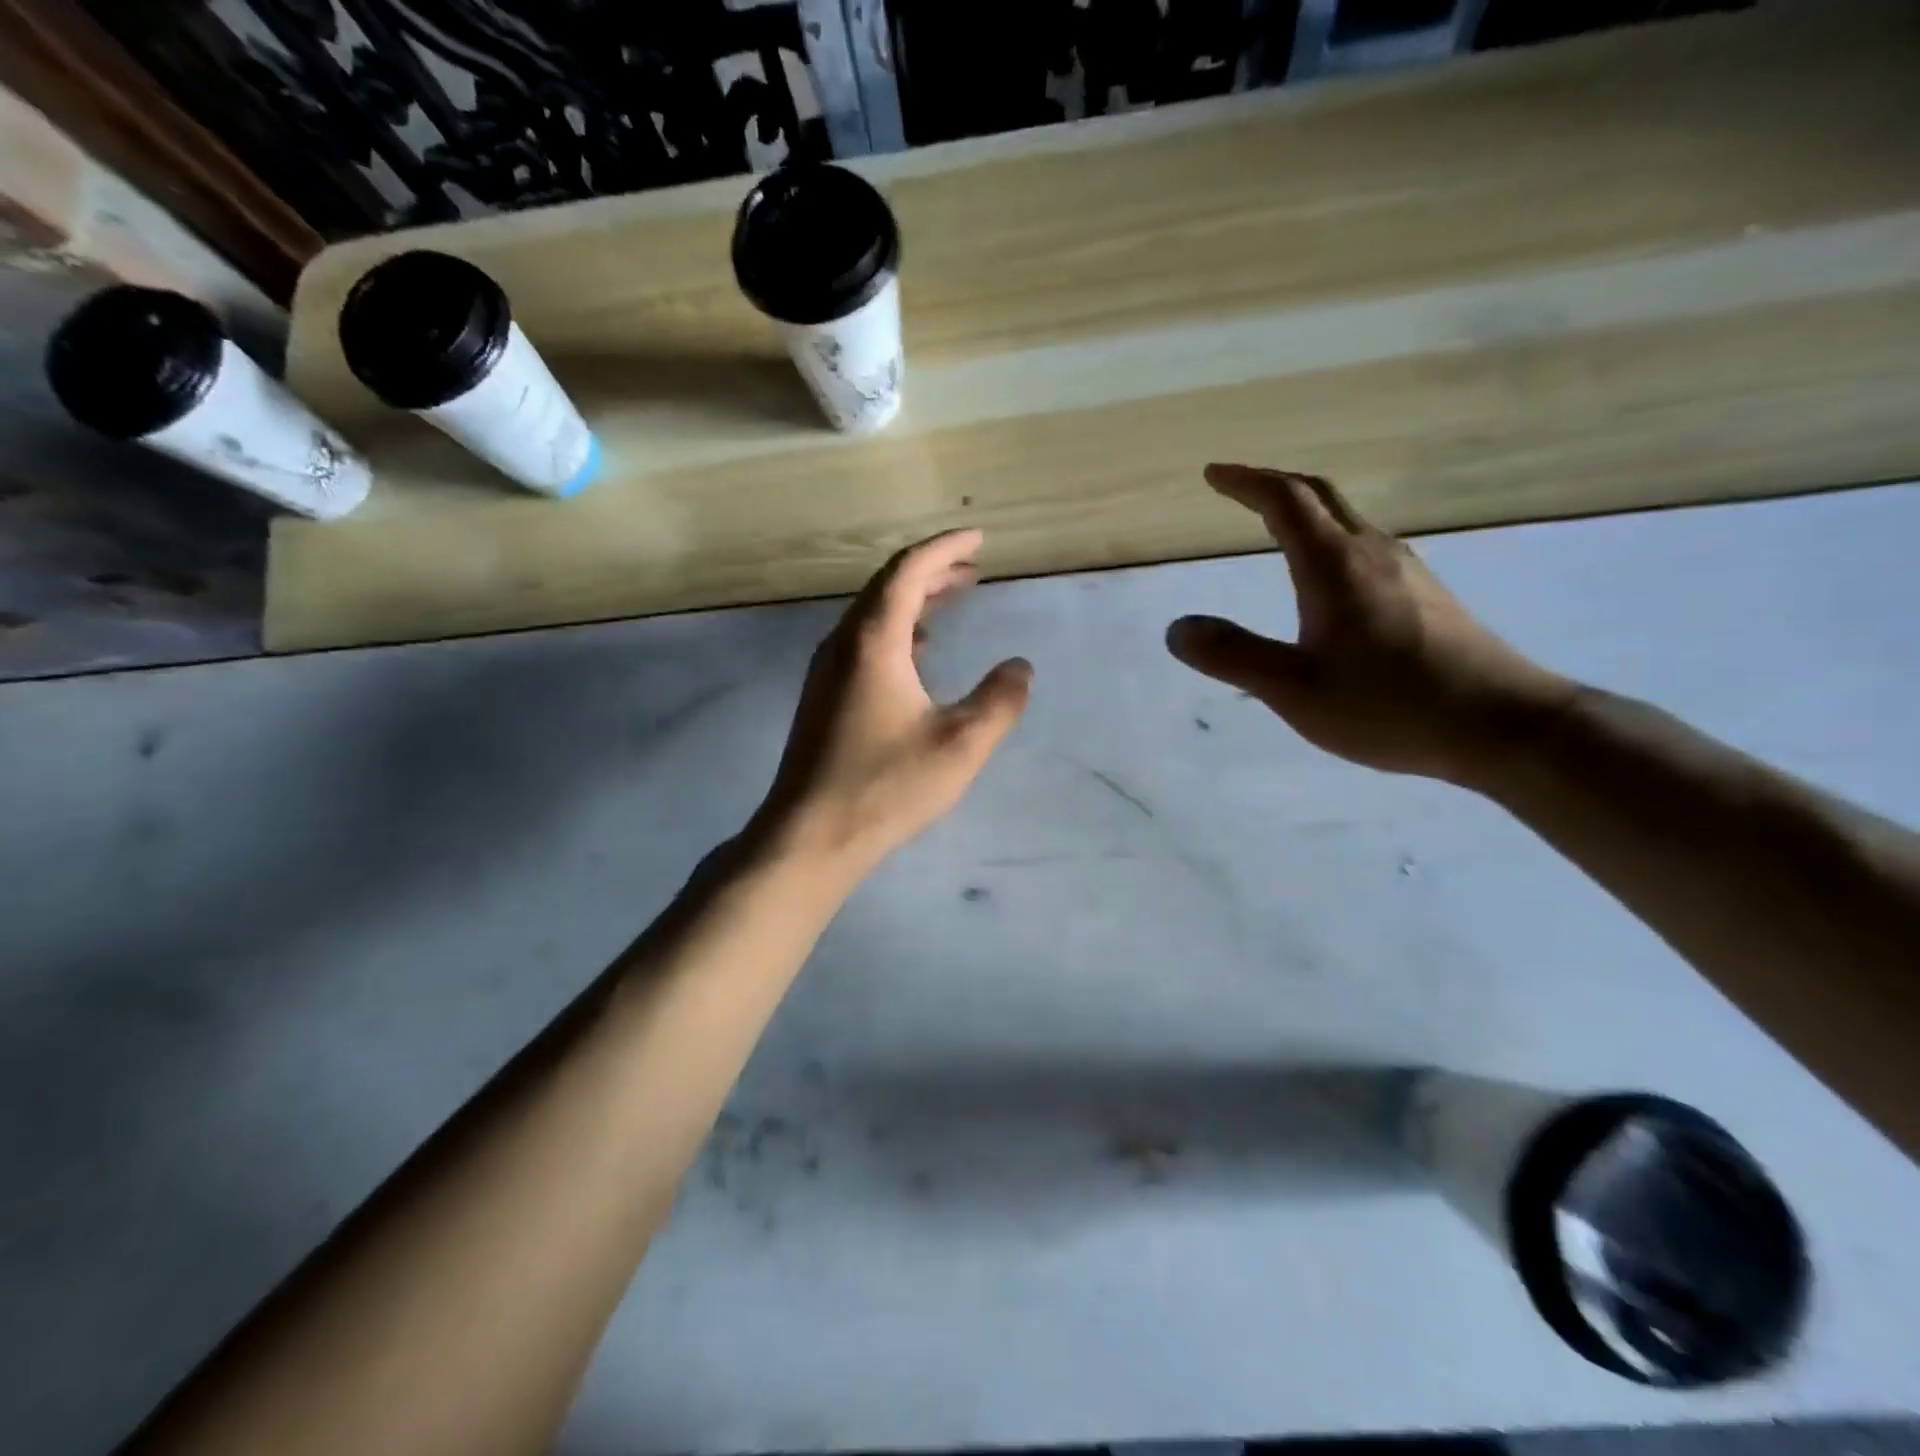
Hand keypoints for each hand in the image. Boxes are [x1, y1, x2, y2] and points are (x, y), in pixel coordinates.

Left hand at [754, 529, 1032, 875]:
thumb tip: (1020, 667)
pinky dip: (897, 632)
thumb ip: (999, 701)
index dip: (945, 549)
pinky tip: (918, 655)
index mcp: (873, 641)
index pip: (908, 571)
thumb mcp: (960, 744)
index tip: (978, 539)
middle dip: (932, 572)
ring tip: (952, 601)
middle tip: (972, 570)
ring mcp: (827, 671)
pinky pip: (863, 643)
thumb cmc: (886, 785)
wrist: (810, 835)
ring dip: (914, 601)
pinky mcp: (823, 697)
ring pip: (873, 615)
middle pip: (887, 587)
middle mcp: (843, 644)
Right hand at [1166, 464, 1573, 783]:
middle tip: (1239, 488)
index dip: (1246, 482)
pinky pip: (1366, 548)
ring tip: (1275, 526)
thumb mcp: (1294, 689)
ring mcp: (1408, 572)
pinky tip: (1329, 577)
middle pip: (1321, 497)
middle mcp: (1373, 553)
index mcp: (1334, 566)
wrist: (1502, 725)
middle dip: (1275, 485)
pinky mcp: (1428, 597)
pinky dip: (1331, 541)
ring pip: (1348, 521)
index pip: (1284, 502)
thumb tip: (1178, 628)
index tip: (1213, 474)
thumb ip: (1233, 656)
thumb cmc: (1389, 705)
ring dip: (1306, 512)